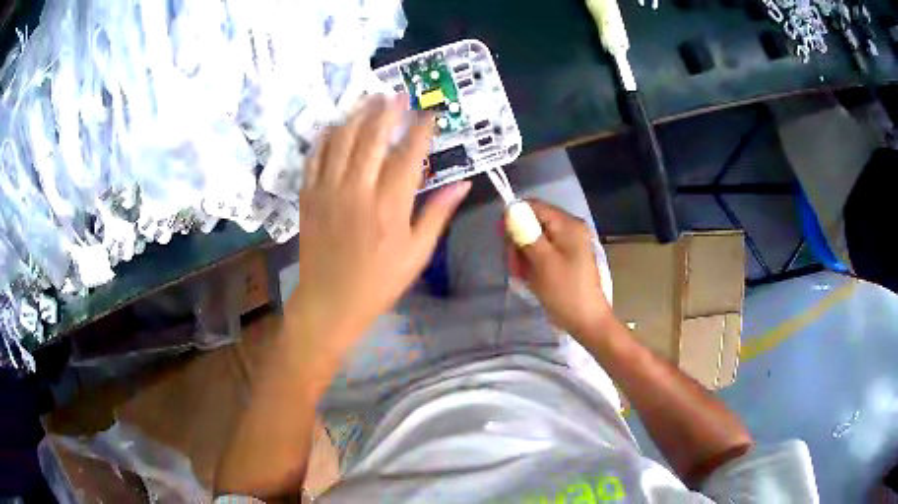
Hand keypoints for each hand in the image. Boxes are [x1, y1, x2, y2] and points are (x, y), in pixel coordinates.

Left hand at [290, 94, 470, 349]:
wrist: (330, 302)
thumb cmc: (379, 282)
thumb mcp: (417, 254)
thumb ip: (437, 214)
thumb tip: (463, 184)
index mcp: (389, 207)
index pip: (408, 155)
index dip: (421, 130)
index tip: (431, 113)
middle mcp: (357, 190)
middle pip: (372, 137)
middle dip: (387, 111)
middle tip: (398, 94)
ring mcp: (328, 190)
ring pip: (342, 140)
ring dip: (357, 115)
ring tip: (370, 99)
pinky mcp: (308, 196)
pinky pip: (315, 157)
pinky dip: (327, 137)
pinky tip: (336, 125)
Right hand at [506, 200, 612, 335]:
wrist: (587, 322)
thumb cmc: (565, 292)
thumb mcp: (542, 262)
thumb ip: (526, 233)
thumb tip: (510, 209)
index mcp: (568, 224)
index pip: (533, 206)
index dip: (514, 218)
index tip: (502, 240)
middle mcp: (570, 228)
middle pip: (533, 222)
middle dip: (518, 243)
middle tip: (513, 267)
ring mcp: (569, 244)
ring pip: (534, 239)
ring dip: (523, 256)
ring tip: (522, 277)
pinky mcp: (566, 258)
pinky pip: (542, 252)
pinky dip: (532, 263)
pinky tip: (530, 279)